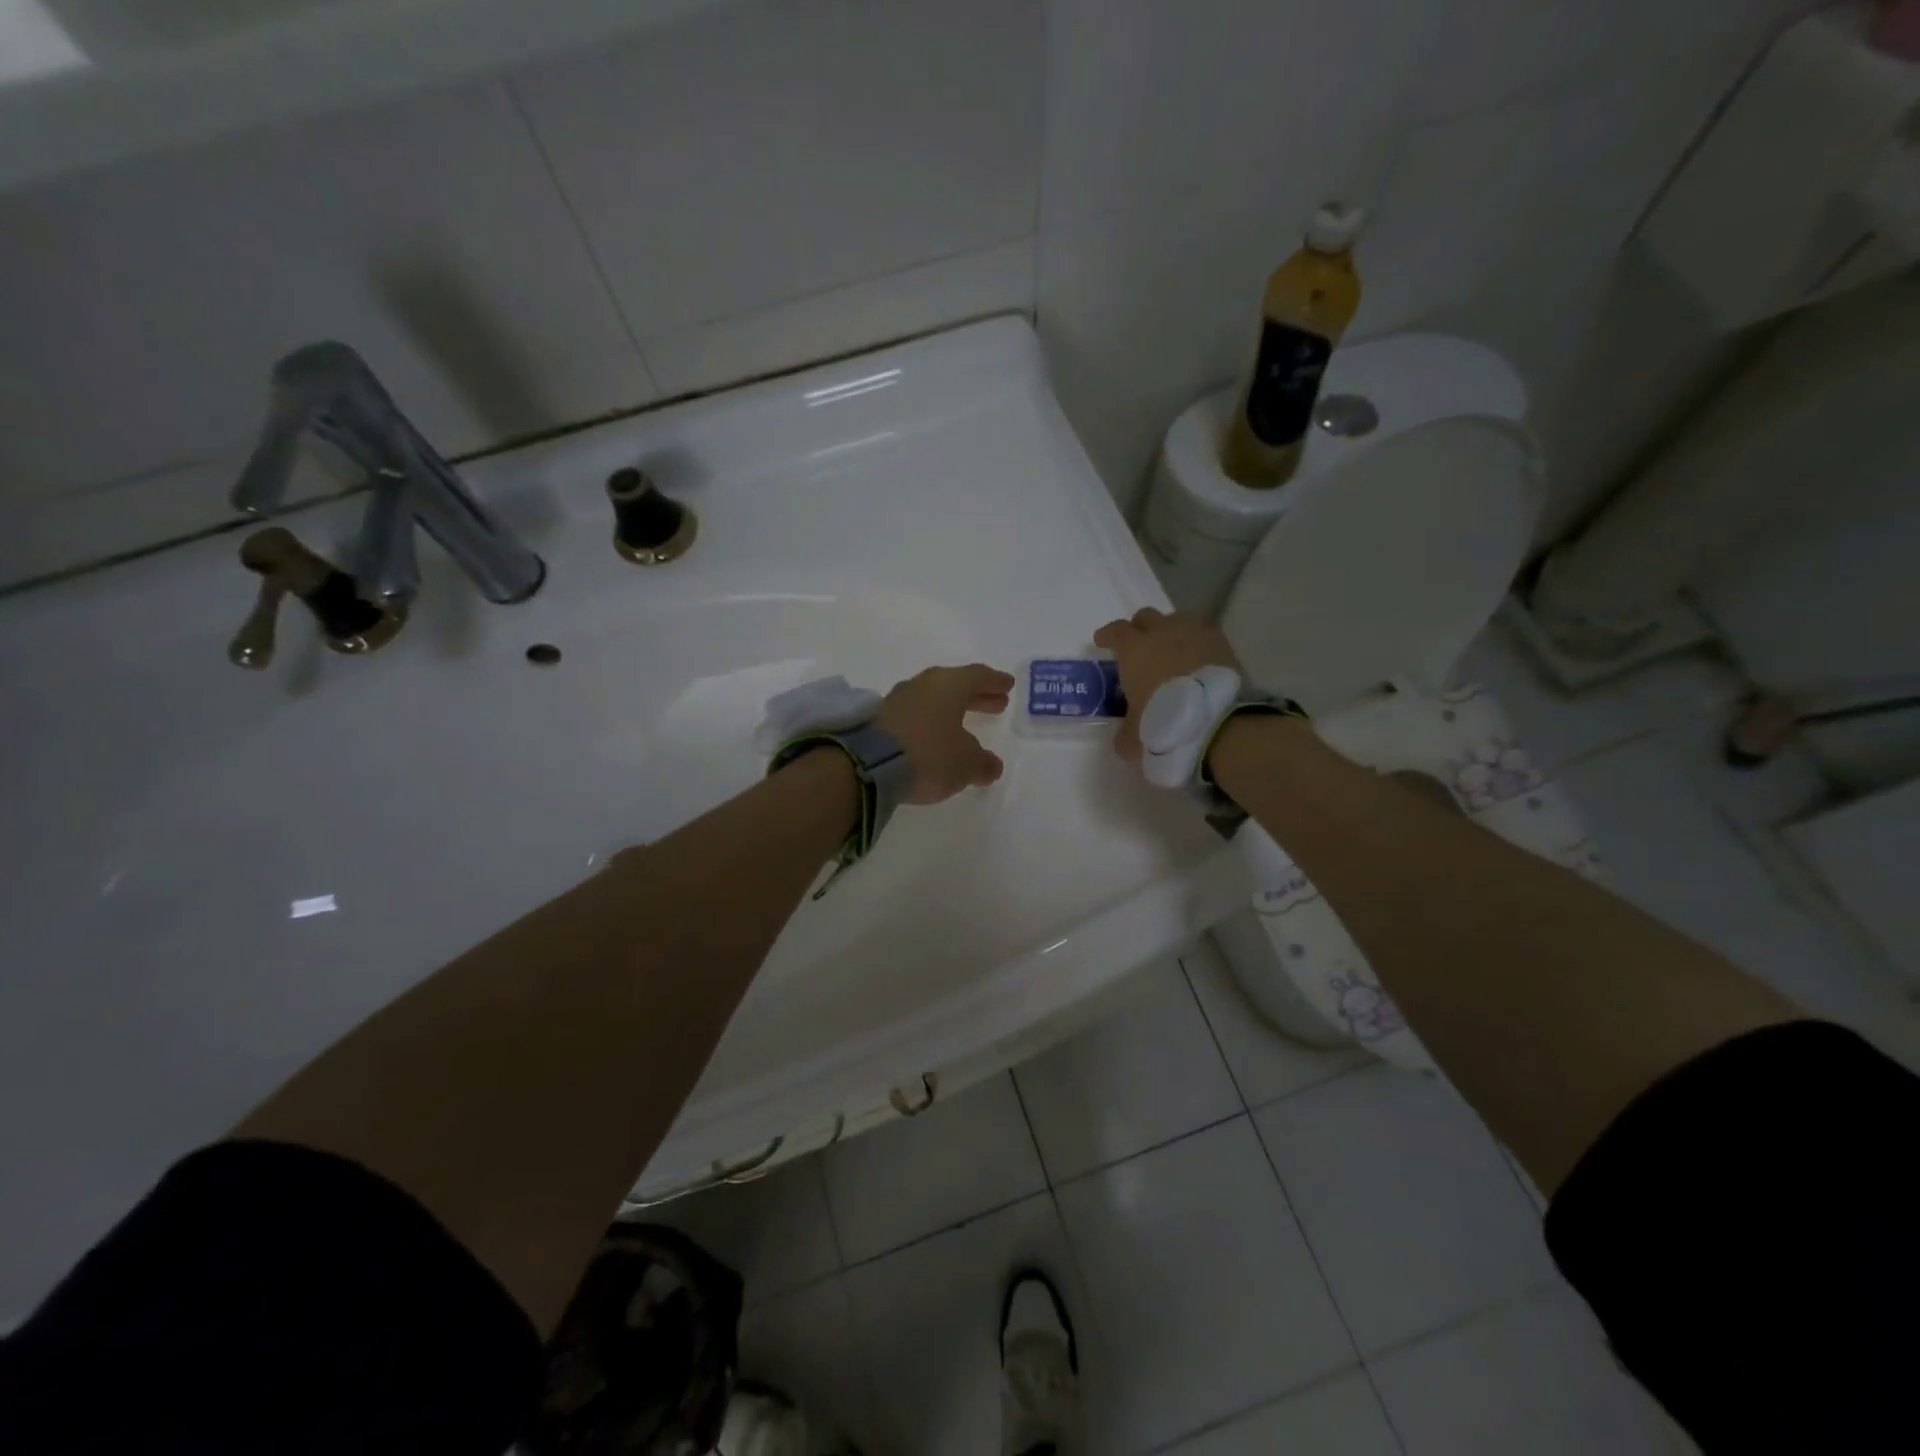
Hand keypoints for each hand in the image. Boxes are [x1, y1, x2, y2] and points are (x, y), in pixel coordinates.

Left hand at [877, 664, 1013, 804]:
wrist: (868, 765)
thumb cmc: (929, 754)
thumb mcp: (966, 763)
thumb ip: (982, 763)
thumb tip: (991, 765)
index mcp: (950, 685)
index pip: (978, 676)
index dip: (994, 682)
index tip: (1007, 686)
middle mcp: (923, 685)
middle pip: (955, 686)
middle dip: (977, 696)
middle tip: (996, 705)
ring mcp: (898, 700)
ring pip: (933, 699)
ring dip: (951, 710)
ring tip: (965, 725)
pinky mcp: (879, 719)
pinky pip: (914, 715)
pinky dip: (930, 723)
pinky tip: (935, 738)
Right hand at [1092, 608, 1243, 763]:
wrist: (1217, 724)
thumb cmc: (1164, 725)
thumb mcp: (1133, 739)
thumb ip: (1124, 733)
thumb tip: (1124, 736)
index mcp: (1134, 651)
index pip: (1115, 631)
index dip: (1107, 635)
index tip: (1102, 642)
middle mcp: (1162, 633)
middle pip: (1146, 617)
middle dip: (1139, 628)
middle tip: (1138, 646)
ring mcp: (1194, 634)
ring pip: (1176, 620)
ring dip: (1169, 631)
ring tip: (1171, 650)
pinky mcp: (1221, 642)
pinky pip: (1203, 633)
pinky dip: (1196, 642)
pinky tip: (1197, 657)